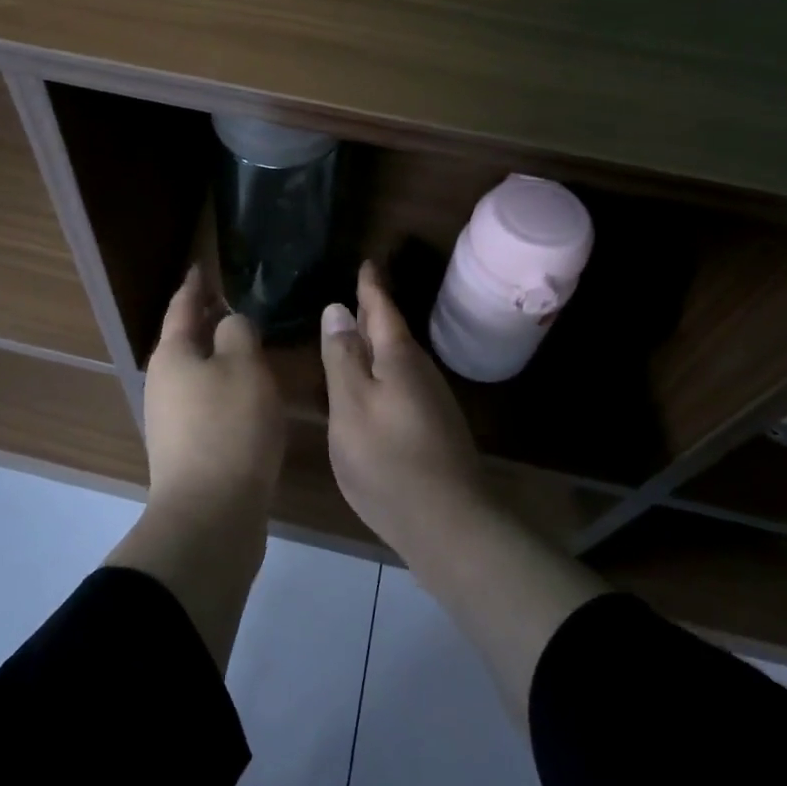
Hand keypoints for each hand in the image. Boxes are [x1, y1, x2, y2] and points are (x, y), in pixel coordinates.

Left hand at [143, 265, 286, 520]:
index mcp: (172, 354)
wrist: (210, 514)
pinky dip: (225, 387)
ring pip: (197, 373)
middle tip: (233, 302)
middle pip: (185, 341)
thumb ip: (238, 332)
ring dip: (218, 356)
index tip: (202, 266)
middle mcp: (164, 383)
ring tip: (247, 344)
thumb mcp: (243, 365)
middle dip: (206, 321)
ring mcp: (171, 419)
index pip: (182, 306)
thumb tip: (229, 325)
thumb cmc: (229, 426)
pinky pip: (207, 402)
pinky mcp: (188, 449)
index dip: (195, 285)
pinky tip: (248, 393)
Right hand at [321, 261, 605, 717]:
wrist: (449, 523)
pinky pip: (402, 383)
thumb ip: (343, 357)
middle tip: (354, 293)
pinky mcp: (433, 428)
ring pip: (399, 360)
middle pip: (393, 333)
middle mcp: (420, 372)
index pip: (382, 309)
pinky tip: (372, 386)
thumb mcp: (351, 405)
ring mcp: (431, 402)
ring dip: (378, 343)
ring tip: (355, 334)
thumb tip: (337, 309)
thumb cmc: (388, 460)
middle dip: (374, 312)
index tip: (366, 262)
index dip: (371, 286)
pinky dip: (384, 372)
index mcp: (399, 359)